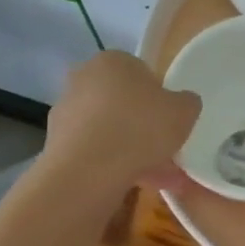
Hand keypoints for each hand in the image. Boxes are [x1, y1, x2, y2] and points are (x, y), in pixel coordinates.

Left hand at [47, 52, 200, 192]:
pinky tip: (139, 184)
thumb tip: (182, 103)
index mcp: (113, 61)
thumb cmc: (140, 127)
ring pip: (111, 131)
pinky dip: (116, 166)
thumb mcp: (184, 111)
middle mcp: (84, 79)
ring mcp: (67, 112)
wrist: (89, 170)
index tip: (171, 120)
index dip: (160, 97)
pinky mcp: (58, 143)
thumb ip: (187, 103)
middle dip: (145, 127)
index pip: (142, 73)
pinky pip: (97, 152)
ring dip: (134, 151)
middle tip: (167, 149)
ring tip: (162, 179)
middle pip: (123, 103)